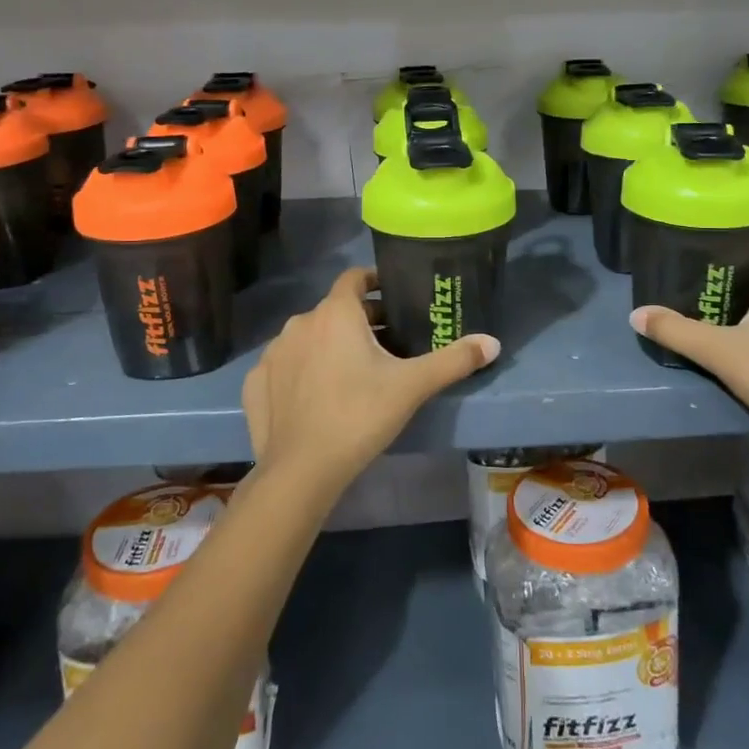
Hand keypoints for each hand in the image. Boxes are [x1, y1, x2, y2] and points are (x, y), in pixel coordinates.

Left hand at [243, 267, 498, 501]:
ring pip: (308, 337)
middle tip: (386, 344)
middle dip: (360, 321)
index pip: (354, 278)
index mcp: (336, 313)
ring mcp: (273, 353)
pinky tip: (315, 395)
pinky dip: (300, 370)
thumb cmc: (360, 415)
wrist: (302, 471)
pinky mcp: (255, 383)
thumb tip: (493, 343)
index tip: (393, 297)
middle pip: (334, 310)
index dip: (374, 282)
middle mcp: (300, 323)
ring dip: (328, 344)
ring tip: (352, 371)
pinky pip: (283, 365)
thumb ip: (454, 360)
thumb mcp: (412, 386)